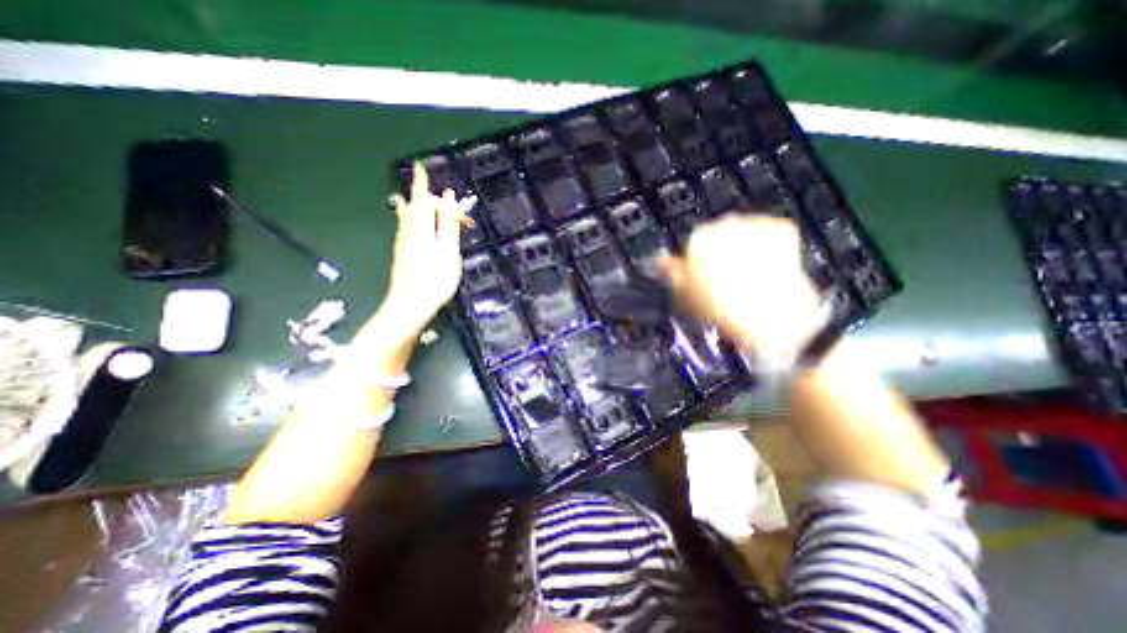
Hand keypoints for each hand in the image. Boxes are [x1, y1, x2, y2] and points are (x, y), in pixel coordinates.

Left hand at [381, 167, 470, 338]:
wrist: (410, 305)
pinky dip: (413, 217)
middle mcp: (408, 229)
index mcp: (421, 226)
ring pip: (408, 215)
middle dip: (424, 192)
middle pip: (414, 205)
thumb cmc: (434, 278)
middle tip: (426, 178)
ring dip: (415, 203)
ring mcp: (403, 242)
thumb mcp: (448, 249)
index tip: (430, 177)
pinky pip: (408, 226)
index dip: (429, 188)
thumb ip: (448, 222)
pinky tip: (413, 220)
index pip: (426, 199)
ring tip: (414, 194)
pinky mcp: (403, 253)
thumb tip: (450, 197)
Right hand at [659, 213, 824, 356]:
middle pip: (719, 236)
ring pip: (745, 234)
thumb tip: (660, 261)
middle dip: (722, 252)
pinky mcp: (782, 229)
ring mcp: (755, 224)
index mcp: (698, 238)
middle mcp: (725, 224)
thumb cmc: (722, 308)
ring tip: (748, 276)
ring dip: (745, 249)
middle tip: (725, 279)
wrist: (769, 317)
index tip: (703, 276)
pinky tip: (766, 268)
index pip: (693, 242)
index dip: (697, 261)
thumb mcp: (685, 294)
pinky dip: (770, 247)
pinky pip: (770, 234)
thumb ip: (671, 272)